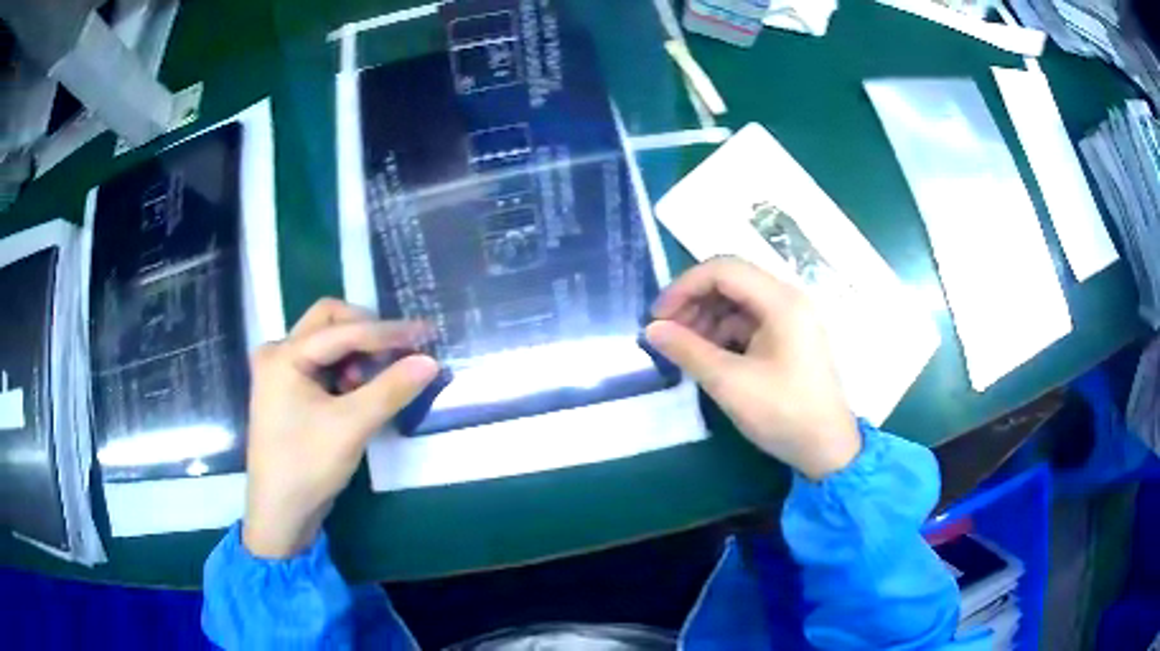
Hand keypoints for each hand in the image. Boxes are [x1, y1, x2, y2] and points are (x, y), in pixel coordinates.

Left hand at [242, 298, 438, 558]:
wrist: (280, 514)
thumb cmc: (307, 467)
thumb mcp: (351, 427)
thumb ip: (390, 389)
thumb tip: (430, 361)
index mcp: (283, 356)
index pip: (342, 331)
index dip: (387, 332)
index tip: (426, 333)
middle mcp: (278, 353)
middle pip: (329, 321)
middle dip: (366, 332)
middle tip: (397, 352)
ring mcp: (281, 372)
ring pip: (327, 341)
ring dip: (357, 352)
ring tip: (377, 380)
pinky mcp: (289, 391)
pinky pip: (323, 363)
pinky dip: (347, 369)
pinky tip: (360, 390)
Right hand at [644, 258, 860, 479]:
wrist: (827, 448)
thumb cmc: (783, 413)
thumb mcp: (730, 383)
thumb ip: (688, 351)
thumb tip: (652, 330)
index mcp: (780, 301)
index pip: (723, 270)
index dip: (684, 287)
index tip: (658, 317)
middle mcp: (787, 299)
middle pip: (731, 281)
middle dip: (694, 302)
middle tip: (667, 333)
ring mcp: (791, 318)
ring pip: (738, 301)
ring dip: (707, 318)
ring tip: (684, 348)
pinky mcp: (789, 337)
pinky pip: (749, 321)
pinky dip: (724, 333)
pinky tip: (708, 356)